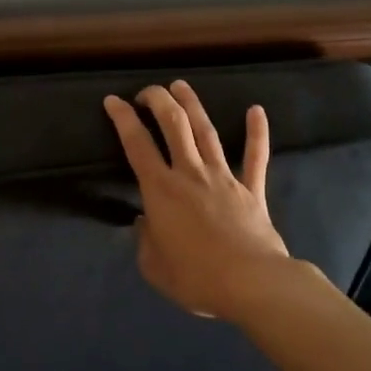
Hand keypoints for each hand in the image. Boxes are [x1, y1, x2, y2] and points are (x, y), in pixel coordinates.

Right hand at [104, 80, 292, 321]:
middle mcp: (190, 174)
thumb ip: (145, 241)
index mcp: (160, 191)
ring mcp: (224, 178)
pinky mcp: (252, 190)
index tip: (113, 101)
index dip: (122, 119)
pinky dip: (257, 132)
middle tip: (148, 92)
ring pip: (206, 131)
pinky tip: (256, 110)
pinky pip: (255, 157)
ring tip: (181, 86)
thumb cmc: (196, 278)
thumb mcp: (154, 267)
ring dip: (192, 105)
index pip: (137, 145)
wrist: (252, 284)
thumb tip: (146, 222)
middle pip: (174, 125)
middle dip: (158, 101)